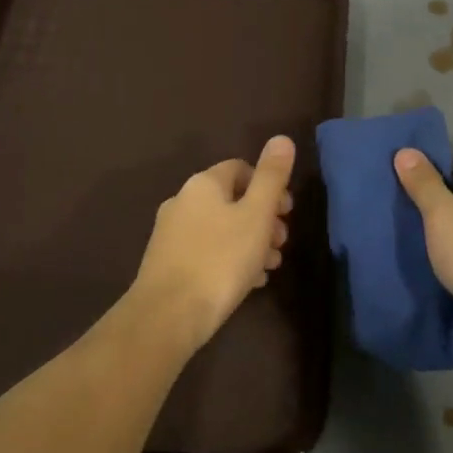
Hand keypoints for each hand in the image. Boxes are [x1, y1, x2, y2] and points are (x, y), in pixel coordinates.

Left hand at [128, 136, 295, 351]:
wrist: (168, 314)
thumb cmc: (221, 259)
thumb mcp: (256, 215)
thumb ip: (272, 177)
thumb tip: (282, 138)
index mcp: (204, 184)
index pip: (241, 168)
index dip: (268, 186)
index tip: (286, 212)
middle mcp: (183, 201)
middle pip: (232, 200)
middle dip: (262, 219)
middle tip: (282, 243)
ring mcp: (171, 233)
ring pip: (221, 228)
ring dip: (250, 242)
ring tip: (270, 267)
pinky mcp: (166, 263)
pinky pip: (207, 252)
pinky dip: (229, 259)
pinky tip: (248, 283)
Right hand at [393, 149, 452, 359]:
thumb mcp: (441, 213)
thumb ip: (423, 182)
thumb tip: (406, 150)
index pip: (449, 160)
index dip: (422, 170)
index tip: (394, 185)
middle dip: (430, 202)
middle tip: (395, 214)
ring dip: (443, 231)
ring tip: (409, 240)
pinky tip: (437, 264)